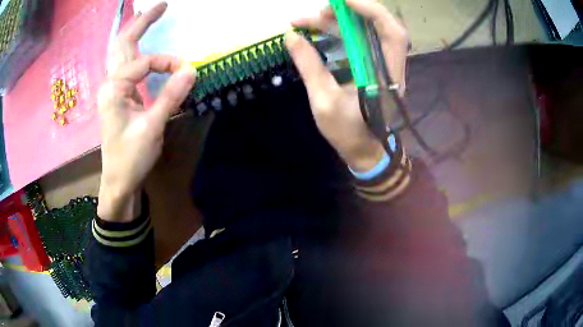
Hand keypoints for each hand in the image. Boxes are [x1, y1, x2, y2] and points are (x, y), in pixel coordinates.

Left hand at [97, 2, 196, 222]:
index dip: (167, 63)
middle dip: (141, 22)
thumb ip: (170, 96)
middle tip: (162, 5)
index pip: (144, 62)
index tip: (186, 72)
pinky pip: (125, 64)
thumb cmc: (130, 157)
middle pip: (122, 43)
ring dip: (134, 32)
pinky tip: (140, 42)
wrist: (118, 180)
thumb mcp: (152, 128)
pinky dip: (134, 49)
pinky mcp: (118, 95)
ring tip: (149, 15)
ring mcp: (112, 89)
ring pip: (120, 52)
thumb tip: (192, 69)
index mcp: (114, 89)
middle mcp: (109, 83)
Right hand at [285, 0, 408, 171]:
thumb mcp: (324, 101)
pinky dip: (337, 34)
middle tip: (316, 12)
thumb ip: (309, 66)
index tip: (343, 0)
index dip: (371, 10)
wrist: (364, 151)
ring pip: (363, 32)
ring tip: (305, 21)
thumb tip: (291, 37)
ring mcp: (381, 65)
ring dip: (336, 23)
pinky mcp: (371, 67)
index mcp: (386, 76)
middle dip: (346, 13)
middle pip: (377, 26)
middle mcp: (389, 65)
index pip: (391, 33)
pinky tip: (316, 32)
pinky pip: (357, 42)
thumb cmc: (349, 133)